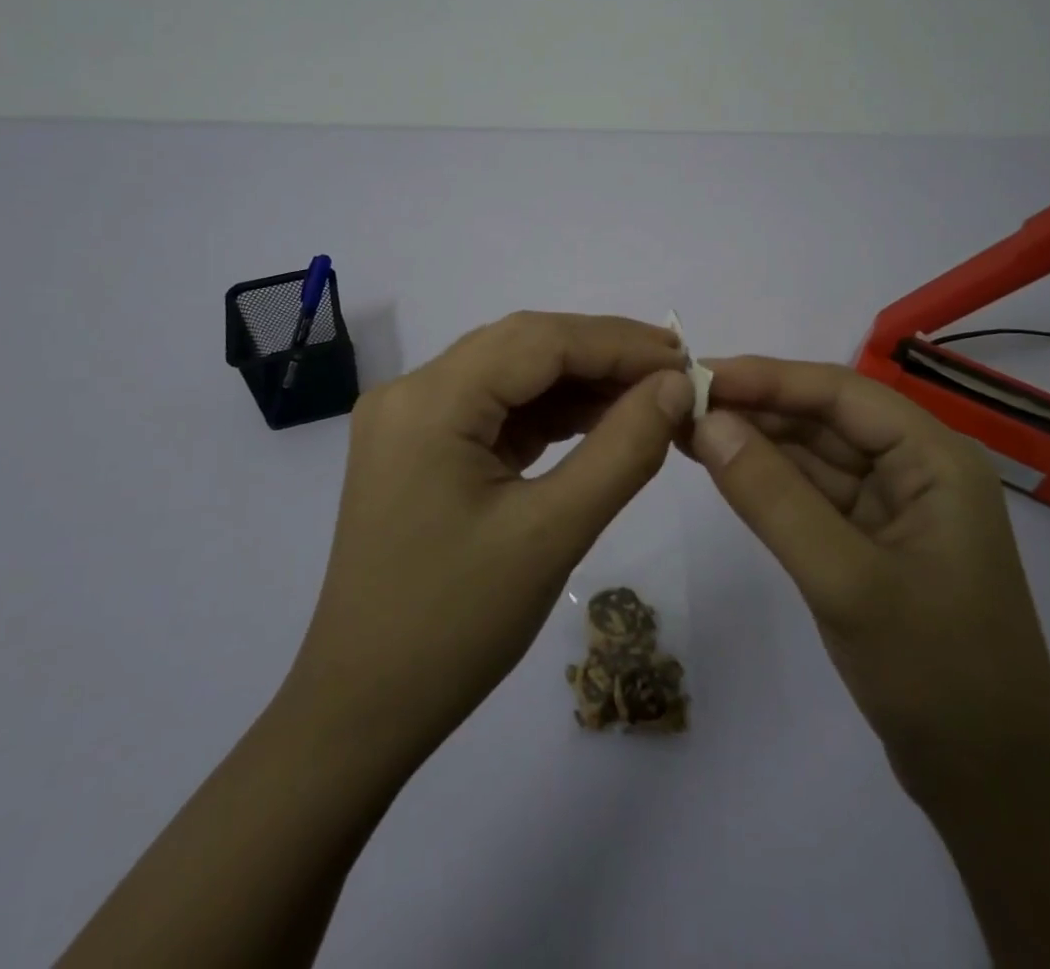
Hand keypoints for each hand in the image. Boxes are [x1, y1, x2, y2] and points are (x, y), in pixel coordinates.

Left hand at [283, 312, 693, 777]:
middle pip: (523, 346)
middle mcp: (411, 391)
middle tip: (674, 376)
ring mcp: (411, 419)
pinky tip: (598, 422)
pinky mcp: (421, 447)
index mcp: (429, 401)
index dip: (618, 342)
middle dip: (602, 355)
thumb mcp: (552, 534)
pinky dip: (549, 413)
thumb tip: (677, 385)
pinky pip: (496, 409)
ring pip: (511, 374)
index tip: (686, 359)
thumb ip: (623, 450)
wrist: (363, 710)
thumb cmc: (455, 627)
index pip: (539, 340)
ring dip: (579, 382)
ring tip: (648, 399)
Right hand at [686, 356, 1049, 821]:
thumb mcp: (846, 580)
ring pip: (815, 454)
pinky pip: (814, 493)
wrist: (992, 787)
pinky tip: (723, 468)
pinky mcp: (872, 540)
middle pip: (826, 417)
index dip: (767, 377)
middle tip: (677, 402)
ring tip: (685, 427)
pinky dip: (769, 480)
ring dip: (755, 440)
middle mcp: (917, 468)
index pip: (840, 393)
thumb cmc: (935, 674)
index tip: (697, 374)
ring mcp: (895, 506)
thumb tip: (707, 421)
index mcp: (935, 458)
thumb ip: (773, 496)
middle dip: (755, 407)